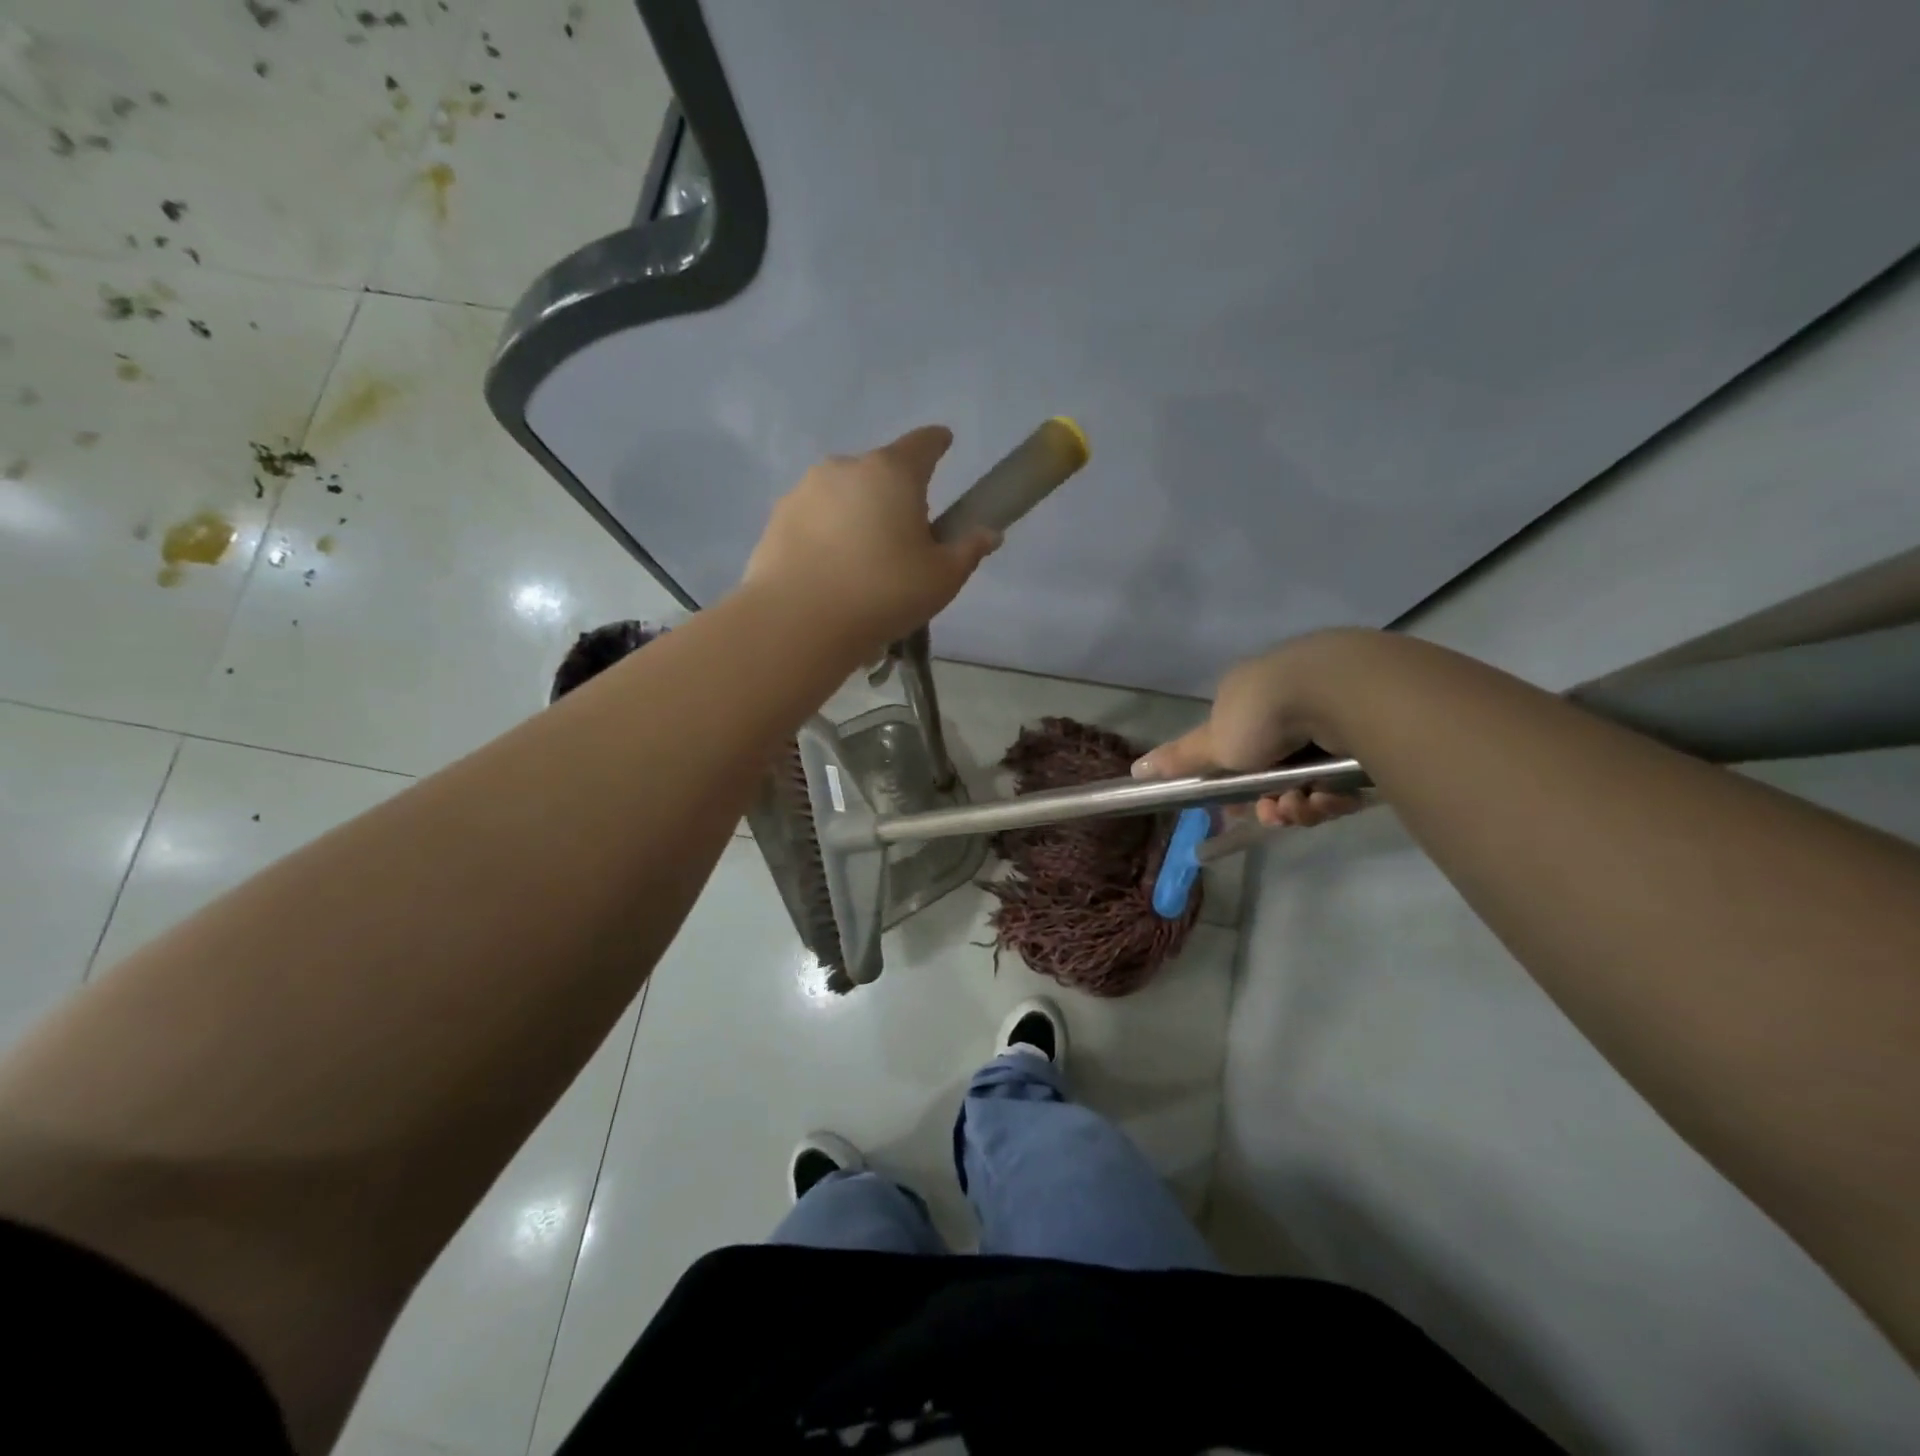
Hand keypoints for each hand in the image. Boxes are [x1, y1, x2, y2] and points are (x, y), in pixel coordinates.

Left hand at [742, 425, 999, 651]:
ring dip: (857, 515)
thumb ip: (968, 550)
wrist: (799, 621)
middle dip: (895, 494)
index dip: (938, 444)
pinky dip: (826, 535)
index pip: (923, 443)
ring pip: (843, 495)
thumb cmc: (884, 593)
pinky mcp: (777, 518)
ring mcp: (805, 490)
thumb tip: (988, 534)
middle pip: (880, 472)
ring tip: (862, 562)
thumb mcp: (942, 579)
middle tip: (904, 536)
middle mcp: (845, 468)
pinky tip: (830, 572)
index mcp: (892, 472)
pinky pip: (814, 520)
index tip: (944, 443)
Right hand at [1134, 632, 1369, 828]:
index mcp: (1247, 699)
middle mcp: (1286, 702)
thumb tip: (1135, 770)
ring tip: (1306, 806)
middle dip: (1272, 803)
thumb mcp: (1214, 742)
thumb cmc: (1263, 714)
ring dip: (1302, 804)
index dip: (1237, 786)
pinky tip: (1332, 797)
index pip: (1237, 751)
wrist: (1339, 690)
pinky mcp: (1369, 727)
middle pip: (1274, 772)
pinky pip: (1346, 776)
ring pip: (1311, 779)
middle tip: (1274, 815)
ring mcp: (1330, 712)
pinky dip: (1335, 794)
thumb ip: (1179, 760)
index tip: (1239, 807)